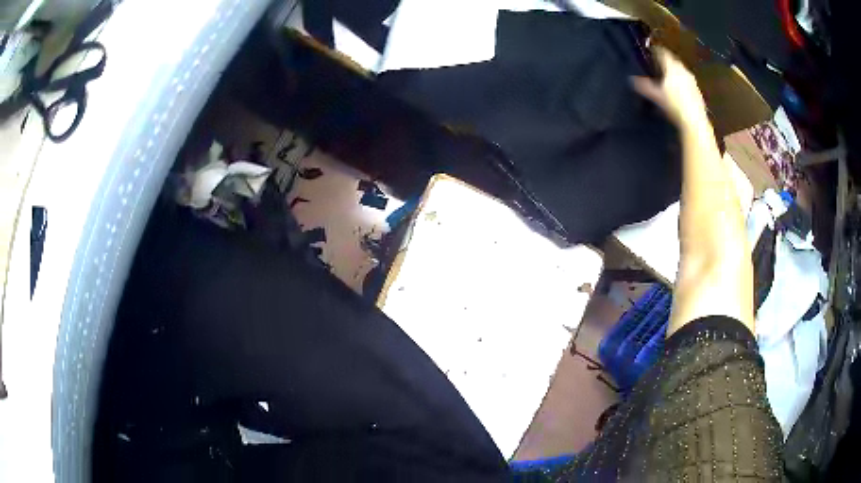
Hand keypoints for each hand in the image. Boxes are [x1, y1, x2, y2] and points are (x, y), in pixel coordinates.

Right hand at [631, 47, 708, 131]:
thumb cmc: (673, 105)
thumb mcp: (656, 96)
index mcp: (671, 68)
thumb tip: (632, 80)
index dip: (657, 51)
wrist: (694, 120)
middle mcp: (683, 70)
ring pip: (681, 71)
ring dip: (675, 73)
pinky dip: (682, 83)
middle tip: (660, 65)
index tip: (652, 50)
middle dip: (667, 62)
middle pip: (673, 61)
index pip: (663, 53)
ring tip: (669, 78)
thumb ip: (644, 86)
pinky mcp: (697, 90)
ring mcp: (692, 80)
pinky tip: (679, 92)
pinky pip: (688, 82)